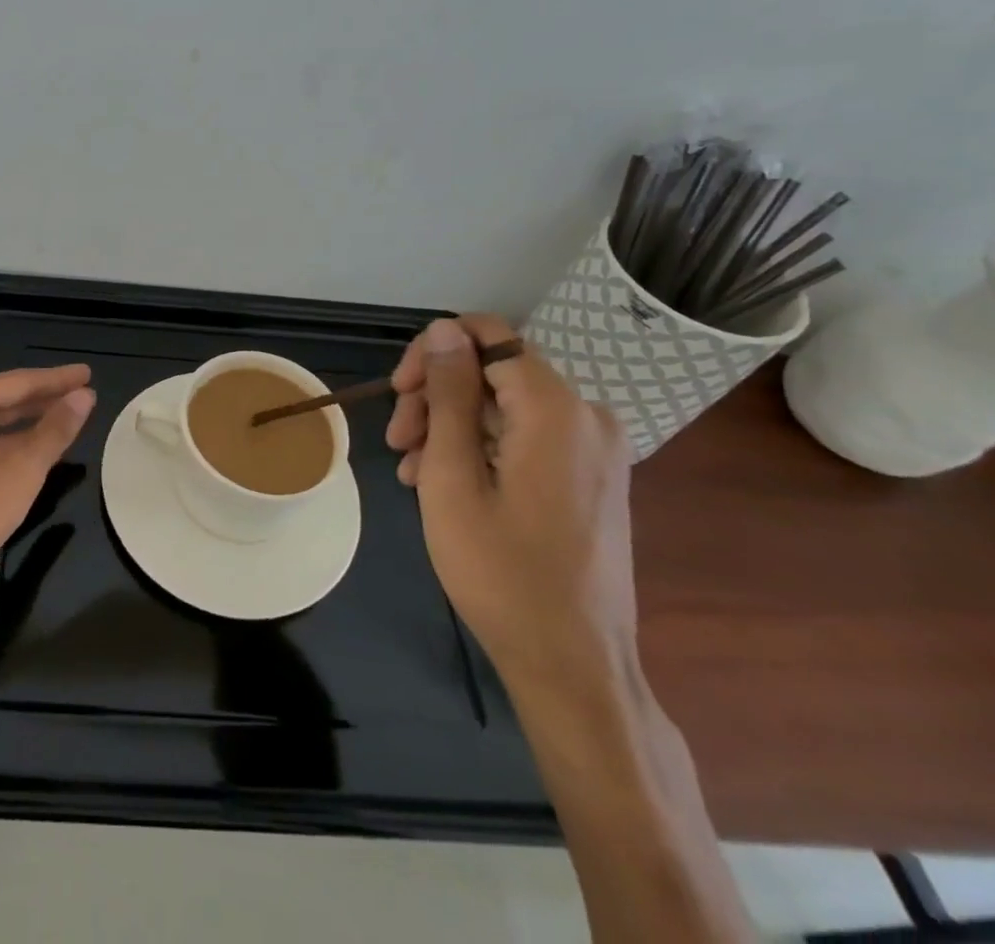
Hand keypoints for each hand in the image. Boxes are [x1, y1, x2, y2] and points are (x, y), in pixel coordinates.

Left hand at [0, 365, 95, 630]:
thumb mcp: (21, 469)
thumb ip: (55, 430)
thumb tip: (85, 395)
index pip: (18, 381)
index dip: (57, 379)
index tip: (88, 373)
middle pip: (3, 398)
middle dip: (44, 398)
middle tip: (83, 393)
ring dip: (28, 422)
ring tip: (66, 417)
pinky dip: (10, 444)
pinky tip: (33, 452)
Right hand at [387, 315, 637, 692]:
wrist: (574, 665)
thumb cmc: (502, 572)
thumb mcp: (453, 477)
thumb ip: (448, 394)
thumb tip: (444, 329)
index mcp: (557, 410)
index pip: (488, 337)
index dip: (434, 353)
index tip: (401, 393)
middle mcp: (587, 417)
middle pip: (494, 372)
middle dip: (437, 396)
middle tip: (399, 442)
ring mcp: (595, 449)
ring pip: (504, 405)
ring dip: (451, 427)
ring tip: (414, 472)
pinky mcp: (592, 476)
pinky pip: (526, 436)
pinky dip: (481, 448)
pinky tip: (445, 485)